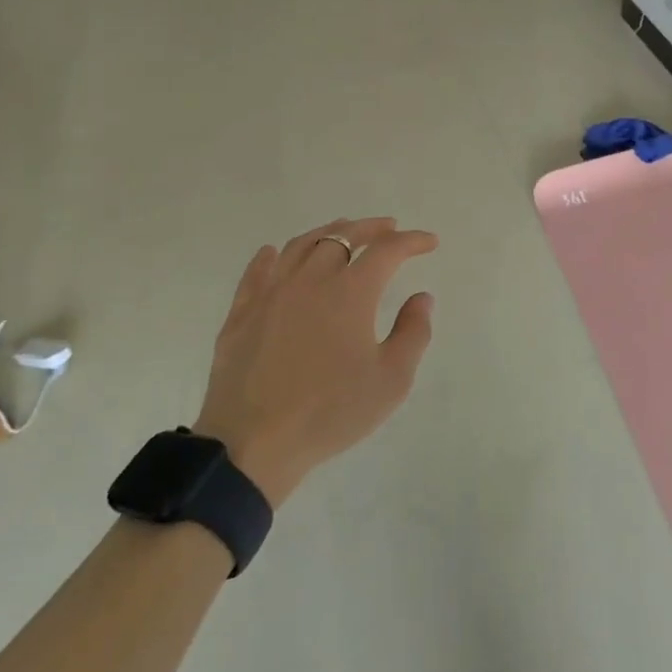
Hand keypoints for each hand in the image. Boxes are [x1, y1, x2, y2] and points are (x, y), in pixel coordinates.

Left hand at [195, 218, 437, 506]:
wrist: (252, 444)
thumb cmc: (330, 412)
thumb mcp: (391, 381)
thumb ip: (413, 333)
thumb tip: (421, 298)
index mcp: (350, 292)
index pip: (387, 251)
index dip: (411, 241)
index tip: (429, 242)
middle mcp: (310, 279)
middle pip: (342, 236)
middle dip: (370, 228)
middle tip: (388, 227)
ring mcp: (271, 293)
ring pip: (300, 246)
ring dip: (327, 233)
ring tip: (342, 232)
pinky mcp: (241, 313)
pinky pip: (257, 272)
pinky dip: (272, 256)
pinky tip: (275, 253)